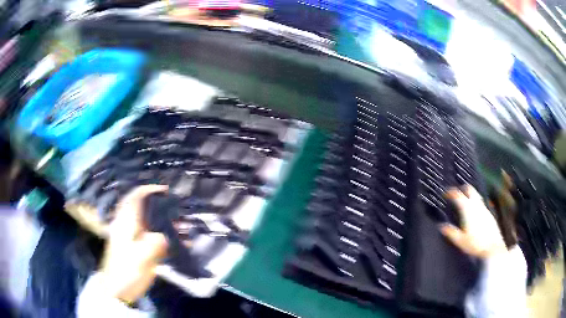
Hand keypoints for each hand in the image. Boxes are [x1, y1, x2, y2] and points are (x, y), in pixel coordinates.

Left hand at [100, 185, 168, 302]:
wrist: (116, 289)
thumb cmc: (127, 270)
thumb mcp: (143, 257)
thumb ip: (156, 242)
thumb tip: (165, 237)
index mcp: (126, 222)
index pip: (136, 196)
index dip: (150, 190)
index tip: (166, 191)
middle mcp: (127, 225)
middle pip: (144, 208)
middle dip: (162, 208)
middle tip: (178, 214)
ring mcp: (131, 237)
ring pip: (149, 223)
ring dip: (165, 224)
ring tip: (182, 231)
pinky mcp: (134, 248)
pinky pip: (151, 237)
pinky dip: (163, 237)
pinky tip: (175, 246)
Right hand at [440, 185, 506, 258]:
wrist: (492, 247)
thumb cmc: (475, 244)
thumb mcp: (460, 240)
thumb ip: (451, 232)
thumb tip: (442, 226)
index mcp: (468, 209)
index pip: (458, 195)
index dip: (450, 192)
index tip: (445, 194)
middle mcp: (476, 205)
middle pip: (469, 189)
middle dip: (462, 188)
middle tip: (456, 194)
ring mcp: (484, 208)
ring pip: (476, 195)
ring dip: (469, 195)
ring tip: (464, 203)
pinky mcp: (489, 213)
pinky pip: (481, 204)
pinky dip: (475, 203)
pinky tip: (473, 214)